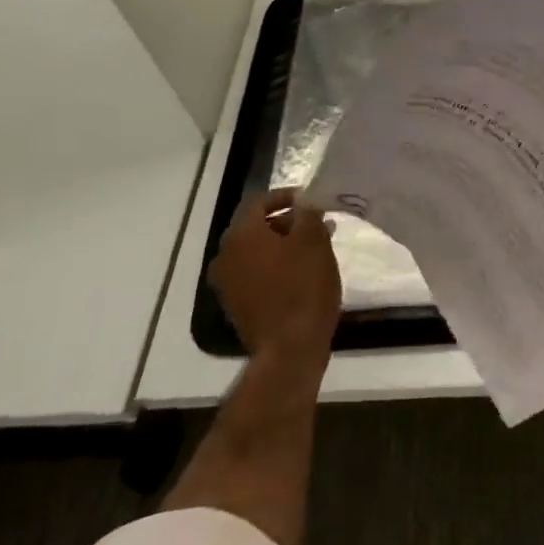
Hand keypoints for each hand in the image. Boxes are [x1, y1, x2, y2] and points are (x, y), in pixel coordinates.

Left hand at [209, 189, 341, 364]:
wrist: (290, 348)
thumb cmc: (304, 287)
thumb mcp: (314, 242)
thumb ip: (308, 214)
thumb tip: (304, 203)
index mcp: (241, 235)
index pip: (260, 202)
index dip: (287, 196)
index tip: (312, 200)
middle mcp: (225, 255)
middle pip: (256, 227)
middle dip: (288, 222)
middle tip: (318, 224)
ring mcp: (227, 283)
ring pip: (257, 252)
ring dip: (283, 245)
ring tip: (315, 248)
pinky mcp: (236, 305)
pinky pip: (256, 274)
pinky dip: (276, 266)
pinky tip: (302, 273)